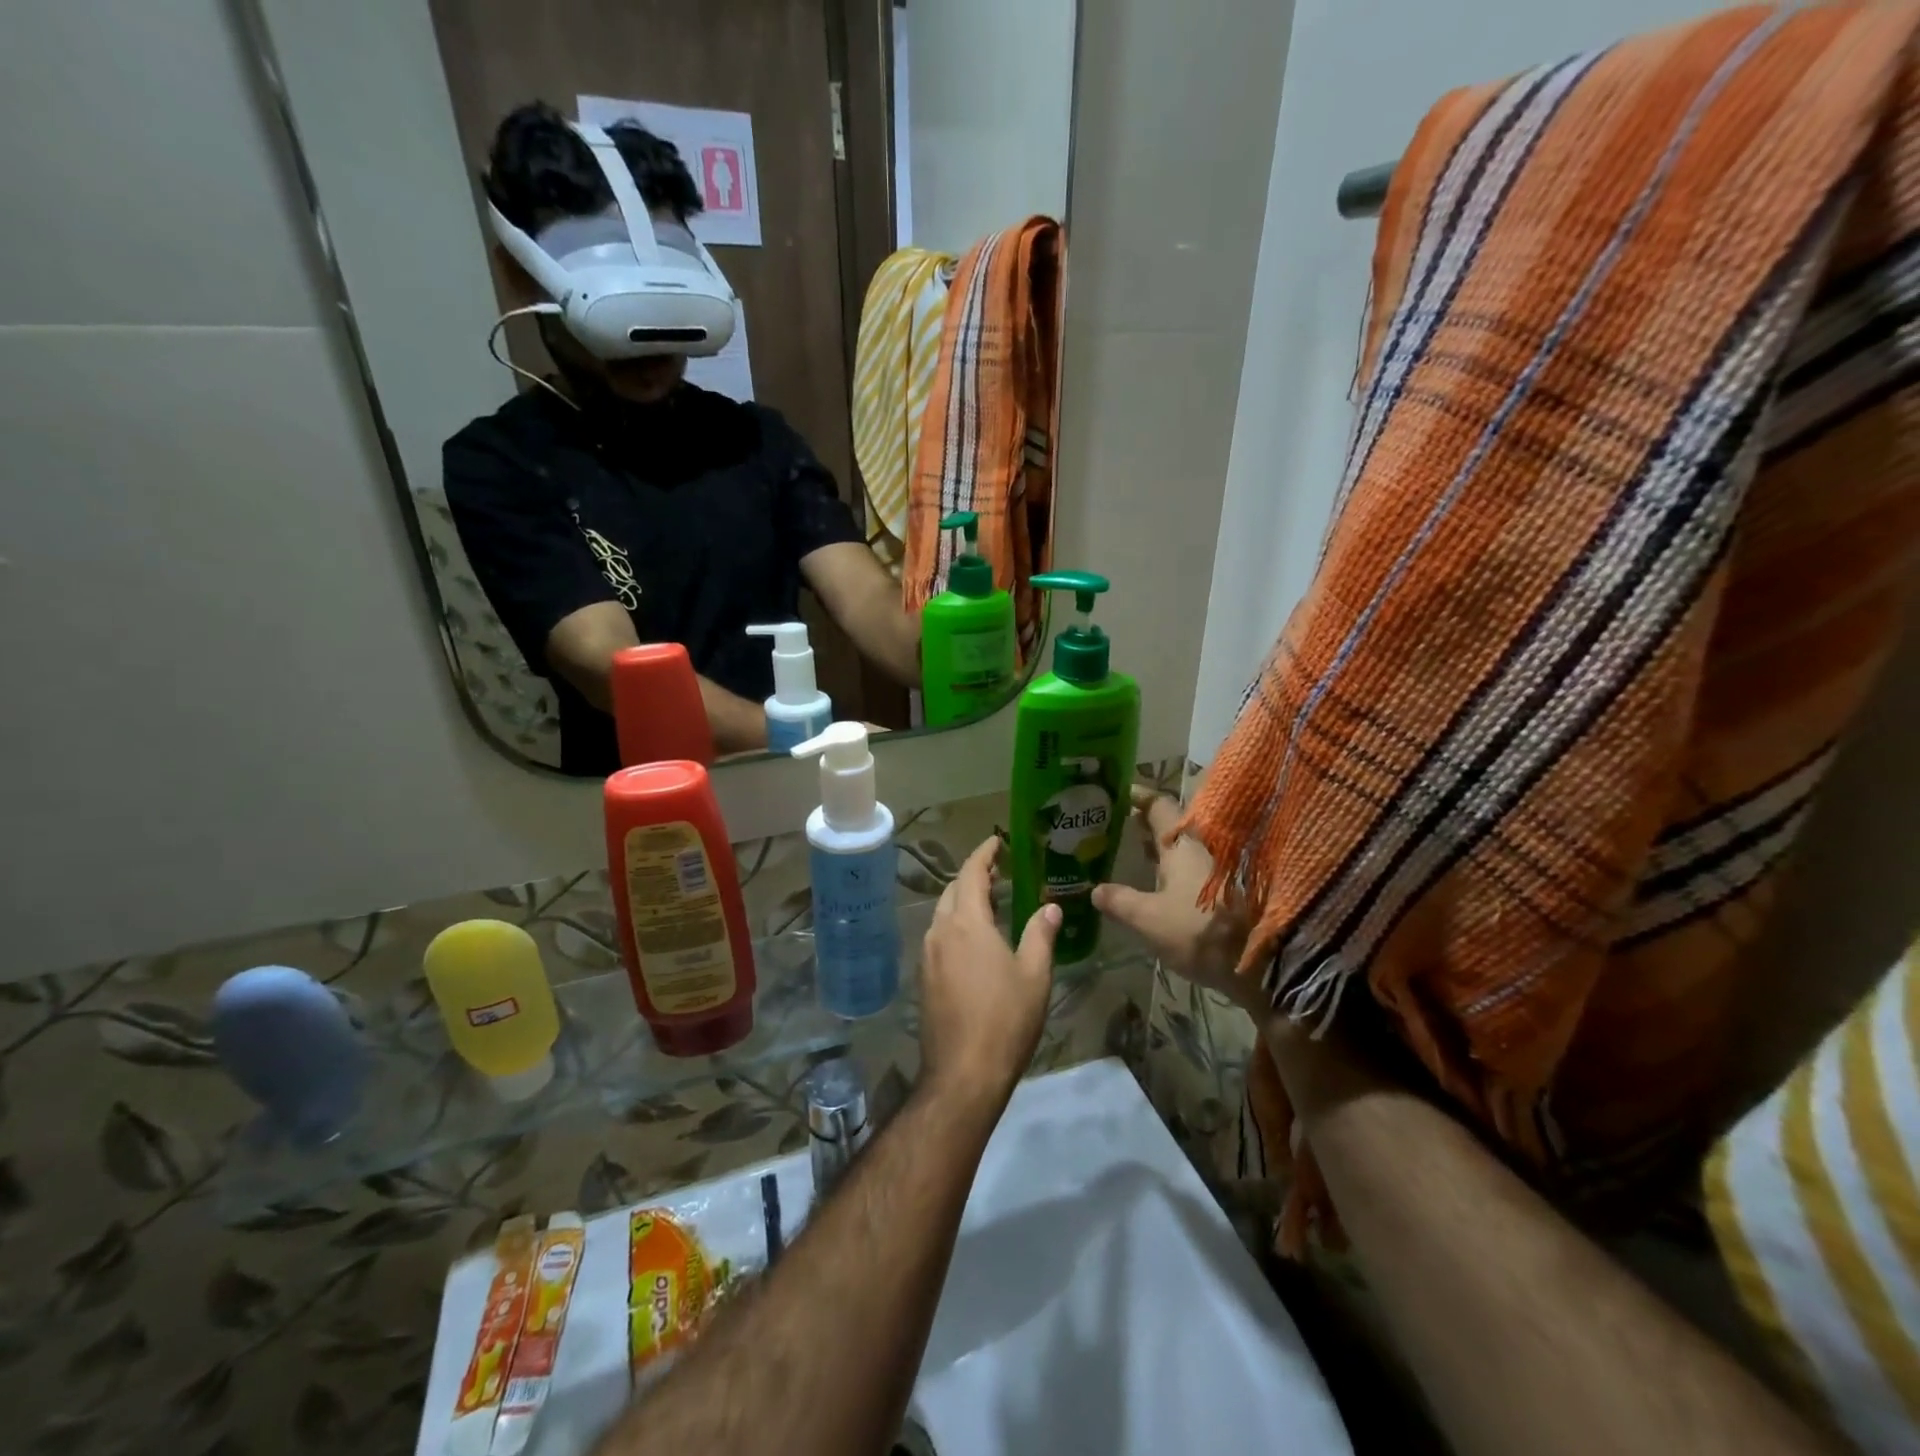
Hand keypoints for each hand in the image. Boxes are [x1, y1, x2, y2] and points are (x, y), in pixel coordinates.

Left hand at [918, 837, 1061, 1107]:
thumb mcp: (1034, 975)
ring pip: (942, 914)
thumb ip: (1040, 934)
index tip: (996, 841)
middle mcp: (940, 932)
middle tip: (998, 871)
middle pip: (953, 890)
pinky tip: (975, 940)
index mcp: (967, 924)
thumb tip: (1050, 907)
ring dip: (963, 901)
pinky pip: (938, 936)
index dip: (983, 854)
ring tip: (990, 903)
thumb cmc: (1005, 1020)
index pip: (971, 874)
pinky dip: (956, 925)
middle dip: (973, 876)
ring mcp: (928, 956)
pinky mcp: (924, 978)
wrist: (963, 1073)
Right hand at [1092, 788, 1259, 1012]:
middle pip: (1173, 826)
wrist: (1266, 961)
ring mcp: (1221, 867)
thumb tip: (1095, 889)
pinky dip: (1177, 869)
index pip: (1158, 805)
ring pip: (1186, 849)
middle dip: (1147, 825)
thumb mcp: (1150, 920)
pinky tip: (1163, 885)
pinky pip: (1196, 868)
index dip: (1138, 797)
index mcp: (1182, 843)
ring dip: (1163, 849)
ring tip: (1136, 854)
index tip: (1119, 793)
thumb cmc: (1200, 930)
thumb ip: (1121, 902)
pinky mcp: (1233, 890)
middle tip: (1119, 827)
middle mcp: (1203, 846)